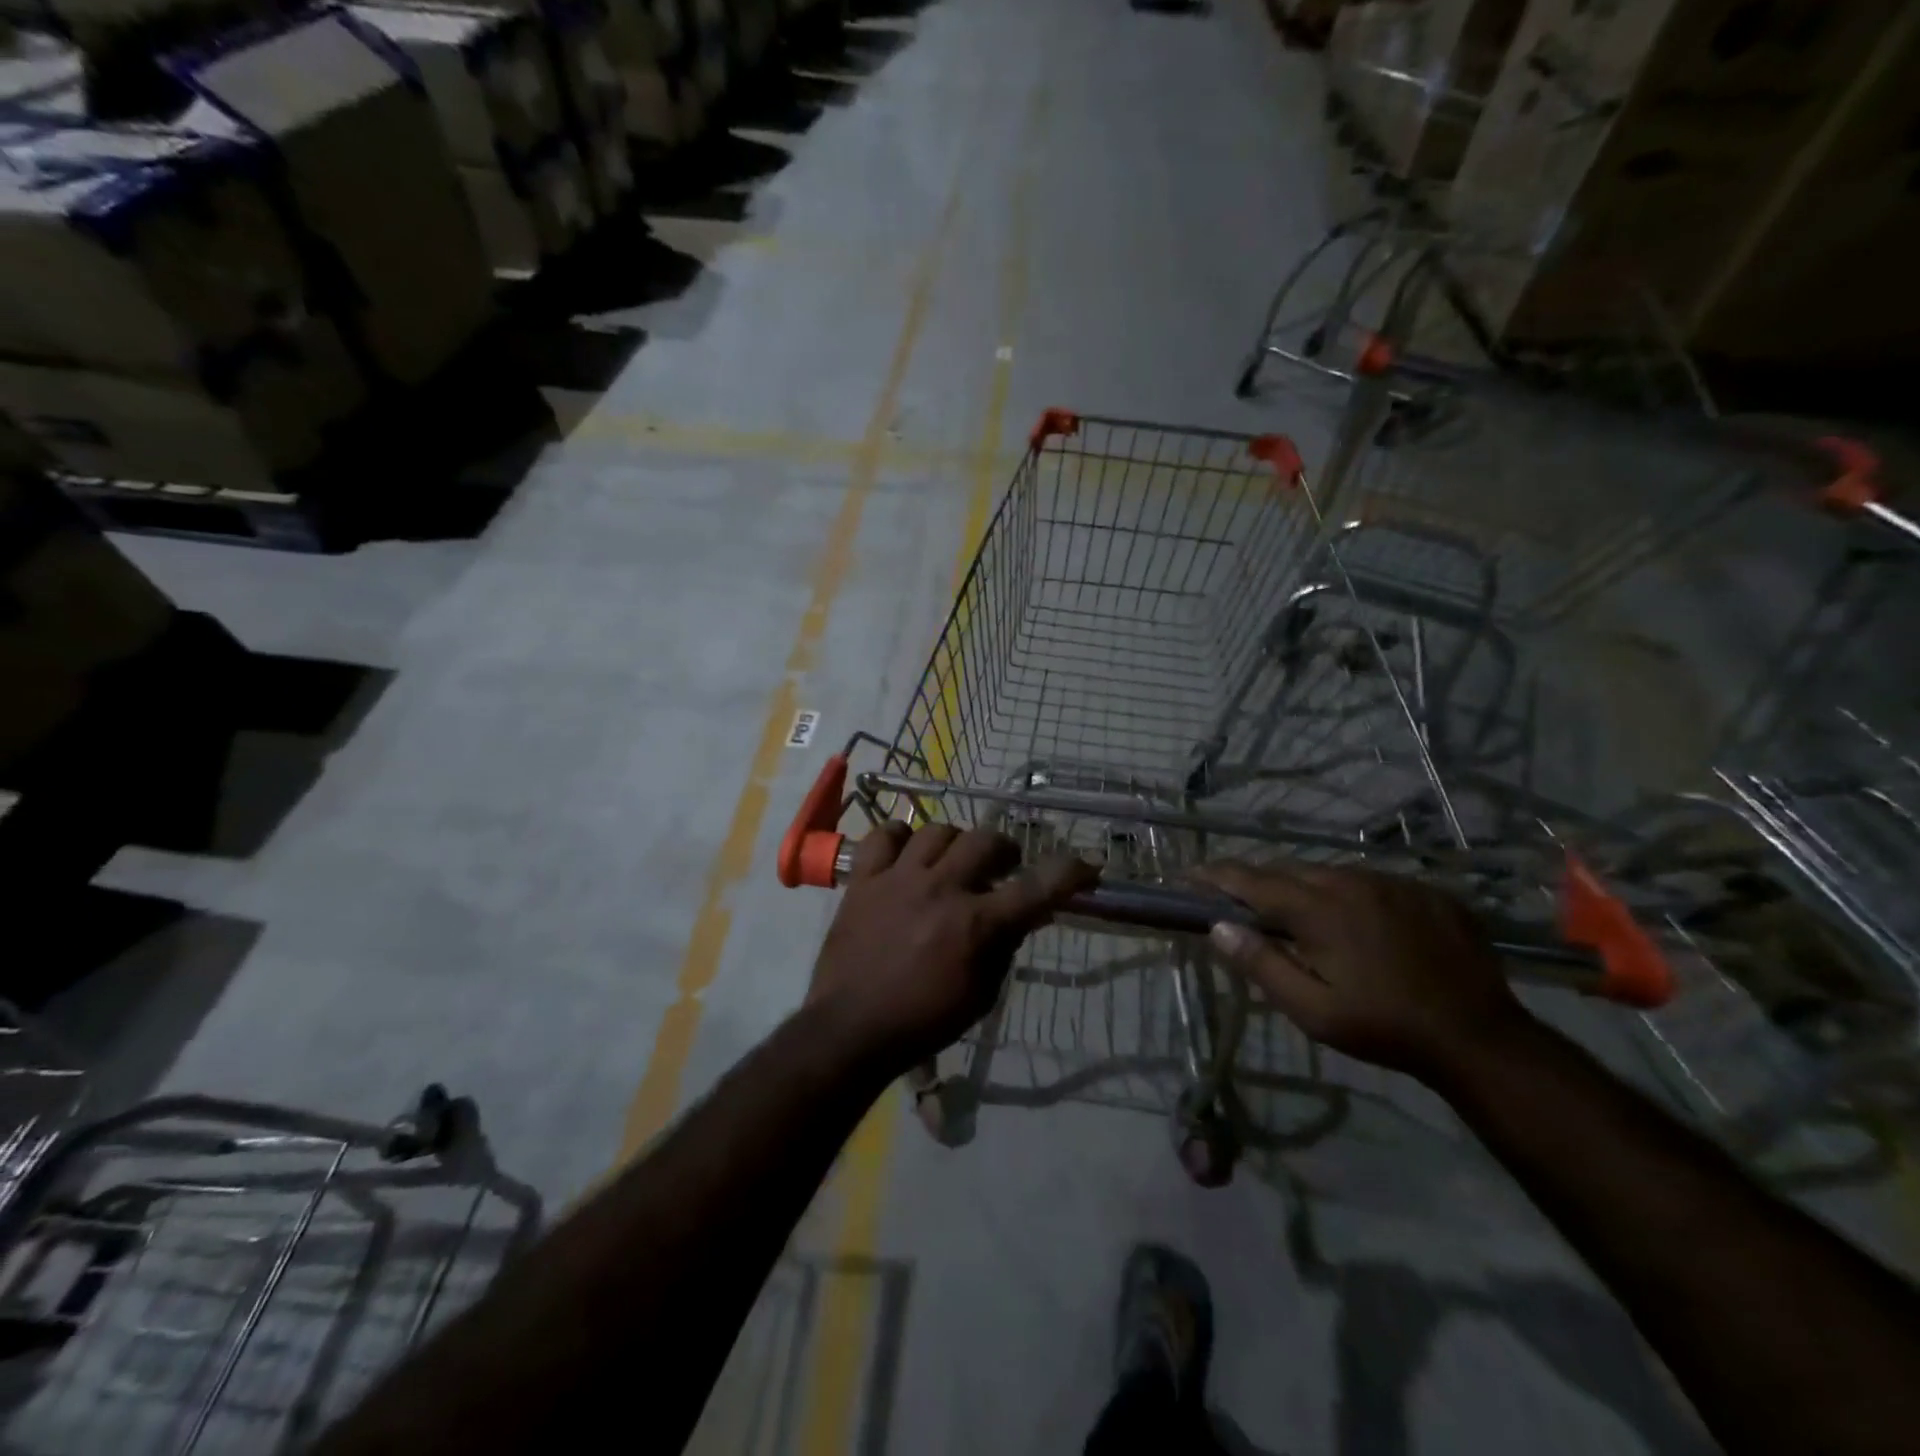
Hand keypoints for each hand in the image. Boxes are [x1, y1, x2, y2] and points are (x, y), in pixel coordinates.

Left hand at [809, 823, 1097, 1075]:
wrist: (851, 1028)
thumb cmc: (923, 1021)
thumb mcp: (980, 994)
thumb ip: (1005, 947)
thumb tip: (1027, 913)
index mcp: (976, 925)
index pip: (1036, 887)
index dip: (1068, 872)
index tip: (1086, 865)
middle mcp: (942, 889)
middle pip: (986, 841)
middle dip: (1004, 849)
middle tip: (1002, 866)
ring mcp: (899, 879)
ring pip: (938, 830)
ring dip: (956, 843)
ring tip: (952, 860)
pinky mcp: (864, 879)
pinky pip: (883, 836)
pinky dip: (900, 838)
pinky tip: (907, 854)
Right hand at [1195, 860, 1530, 1084]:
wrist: (1480, 1037)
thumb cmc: (1383, 1027)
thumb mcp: (1312, 1009)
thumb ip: (1261, 964)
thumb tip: (1219, 928)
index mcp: (1318, 909)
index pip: (1251, 879)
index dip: (1216, 875)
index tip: (1189, 875)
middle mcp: (1351, 882)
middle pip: (1289, 870)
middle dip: (1260, 882)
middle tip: (1244, 905)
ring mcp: (1393, 883)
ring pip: (1331, 873)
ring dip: (1307, 888)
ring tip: (1303, 918)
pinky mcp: (1426, 892)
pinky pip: (1372, 883)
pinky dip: (1351, 896)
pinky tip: (1360, 925)